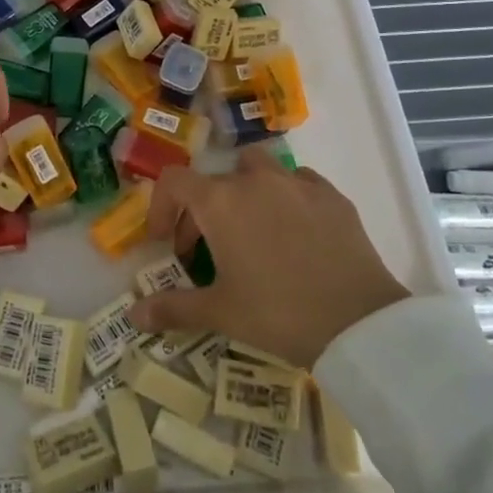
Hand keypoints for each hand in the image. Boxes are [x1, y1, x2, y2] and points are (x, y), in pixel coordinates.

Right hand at [127, 150, 408, 367]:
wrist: (359, 323)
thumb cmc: (278, 313)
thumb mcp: (220, 312)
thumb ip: (173, 308)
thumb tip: (134, 315)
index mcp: (220, 203)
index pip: (174, 182)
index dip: (162, 208)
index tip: (167, 243)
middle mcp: (255, 181)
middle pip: (215, 180)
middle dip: (202, 211)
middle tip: (205, 251)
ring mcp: (297, 184)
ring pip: (258, 169)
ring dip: (244, 191)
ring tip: (251, 230)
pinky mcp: (332, 196)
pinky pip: (298, 182)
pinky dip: (286, 197)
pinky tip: (294, 232)